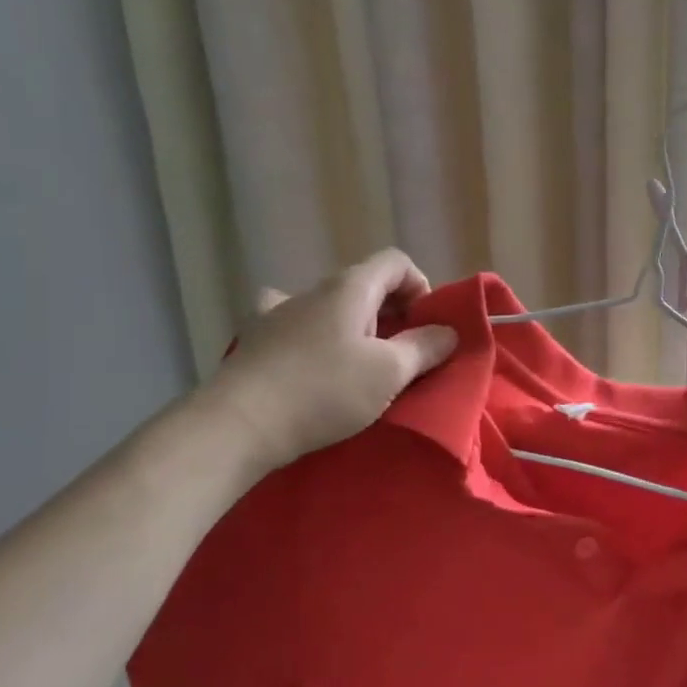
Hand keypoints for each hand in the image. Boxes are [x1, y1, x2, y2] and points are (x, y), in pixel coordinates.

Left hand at [204, 249, 458, 473]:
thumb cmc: (324, 391)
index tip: (426, 326)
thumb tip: (447, 332)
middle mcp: (312, 290)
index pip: (396, 262)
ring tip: (357, 360)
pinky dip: (311, 333)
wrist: (239, 424)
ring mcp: (278, 312)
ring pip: (328, 305)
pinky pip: (292, 323)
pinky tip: (308, 356)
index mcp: (350, 288)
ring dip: (352, 324)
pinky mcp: (256, 340)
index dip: (420, 287)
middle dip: (392, 313)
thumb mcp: (389, 372)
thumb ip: (424, 347)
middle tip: (402, 353)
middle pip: (365, 284)